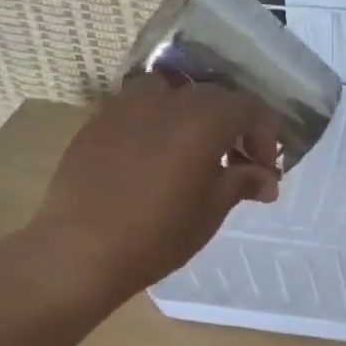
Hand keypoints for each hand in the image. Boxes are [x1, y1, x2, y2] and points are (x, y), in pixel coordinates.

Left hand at [25, 74, 282, 304]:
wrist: (78, 251)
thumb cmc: (157, 234)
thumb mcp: (211, 210)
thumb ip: (243, 181)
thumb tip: (267, 178)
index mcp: (204, 118)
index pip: (250, 108)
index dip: (265, 136)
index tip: (265, 171)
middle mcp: (169, 99)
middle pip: (214, 97)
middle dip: (233, 127)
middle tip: (237, 163)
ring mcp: (129, 105)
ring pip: (174, 94)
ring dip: (193, 116)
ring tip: (192, 150)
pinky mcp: (100, 120)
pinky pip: (140, 108)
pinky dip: (158, 122)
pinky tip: (154, 156)